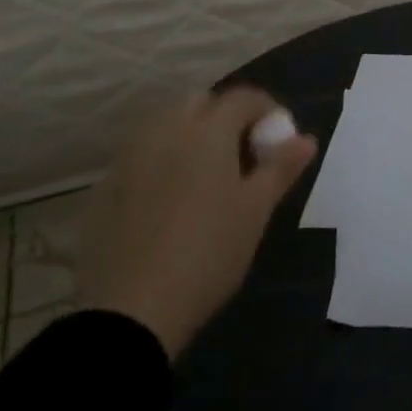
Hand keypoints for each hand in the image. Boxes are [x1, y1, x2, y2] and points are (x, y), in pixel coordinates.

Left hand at [78, 88, 315, 358]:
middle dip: (225, 119)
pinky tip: (169, 204)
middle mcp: (166, 130)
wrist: (130, 311)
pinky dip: (162, 164)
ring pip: (167, 128)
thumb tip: (306, 138)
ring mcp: (129, 158)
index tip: (279, 141)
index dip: (267, 111)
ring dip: (191, 138)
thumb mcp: (256, 211)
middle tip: (242, 157)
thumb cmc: (208, 252)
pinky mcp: (105, 189)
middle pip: (201, 104)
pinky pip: (142, 158)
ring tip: (207, 180)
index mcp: (208, 130)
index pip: (244, 98)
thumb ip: (281, 167)